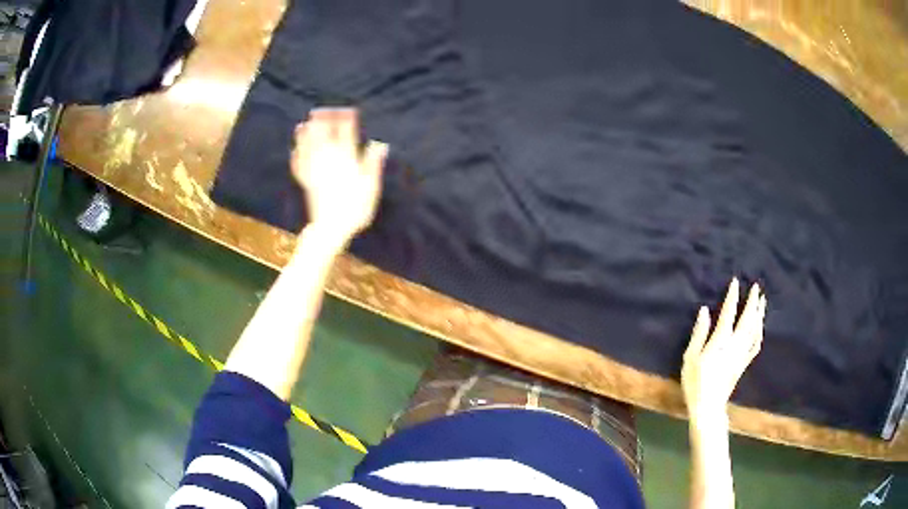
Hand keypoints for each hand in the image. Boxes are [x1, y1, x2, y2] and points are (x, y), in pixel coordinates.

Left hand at [291, 108, 387, 245]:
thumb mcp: (371, 187)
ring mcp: (315, 172)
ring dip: (305, 135)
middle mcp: (329, 162)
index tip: (349, 111)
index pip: (346, 135)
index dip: (347, 121)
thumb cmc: (355, 209)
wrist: (331, 229)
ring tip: (303, 124)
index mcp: (346, 161)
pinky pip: (299, 166)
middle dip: (322, 122)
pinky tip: (293, 151)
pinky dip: (296, 157)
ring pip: (308, 148)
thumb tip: (380, 144)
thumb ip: (373, 164)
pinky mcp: (306, 183)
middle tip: (320, 110)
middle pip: (323, 137)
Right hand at [682, 278, 765, 422]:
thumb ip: (699, 333)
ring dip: (759, 314)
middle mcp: (735, 344)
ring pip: (755, 329)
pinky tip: (761, 327)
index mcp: (721, 341)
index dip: (733, 297)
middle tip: (757, 287)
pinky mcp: (744, 363)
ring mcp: (742, 354)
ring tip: (762, 301)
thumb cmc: (695, 382)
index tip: (736, 282)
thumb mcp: (690, 358)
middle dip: (752, 302)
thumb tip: (704, 310)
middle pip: (747, 318)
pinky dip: (760, 332)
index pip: (729, 313)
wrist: (708, 406)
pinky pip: (756, 344)